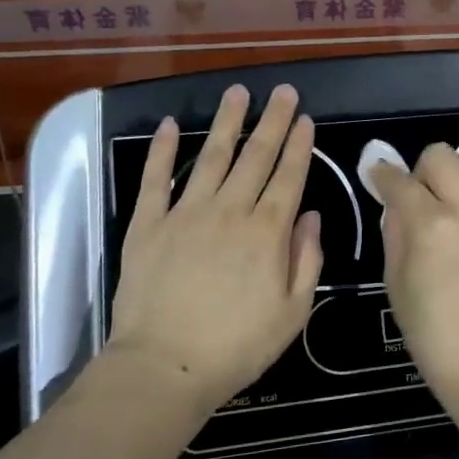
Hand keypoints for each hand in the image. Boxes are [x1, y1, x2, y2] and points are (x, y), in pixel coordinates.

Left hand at [109, 84, 322, 410]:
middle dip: (273, 121)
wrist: (164, 367)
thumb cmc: (237, 347)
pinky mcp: (148, 224)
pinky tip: (171, 125)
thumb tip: (310, 216)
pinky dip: (163, 150)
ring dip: (228, 122)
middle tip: (284, 91)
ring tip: (239, 92)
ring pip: (212, 156)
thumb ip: (306, 260)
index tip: (306, 119)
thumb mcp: (293, 312)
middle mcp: (230, 211)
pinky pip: (156, 179)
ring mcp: (186, 213)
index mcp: (267, 232)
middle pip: (256, 156)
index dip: (299, 145)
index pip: (289, 176)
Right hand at [368, 144, 458, 402]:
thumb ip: (394, 230)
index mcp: (432, 225)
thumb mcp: (395, 281)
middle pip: (441, 155)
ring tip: (438, 210)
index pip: (400, 179)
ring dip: (448, 175)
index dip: (381, 175)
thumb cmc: (431, 333)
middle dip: (419, 169)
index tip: (374, 177)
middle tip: (412, 201)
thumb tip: (393, 200)